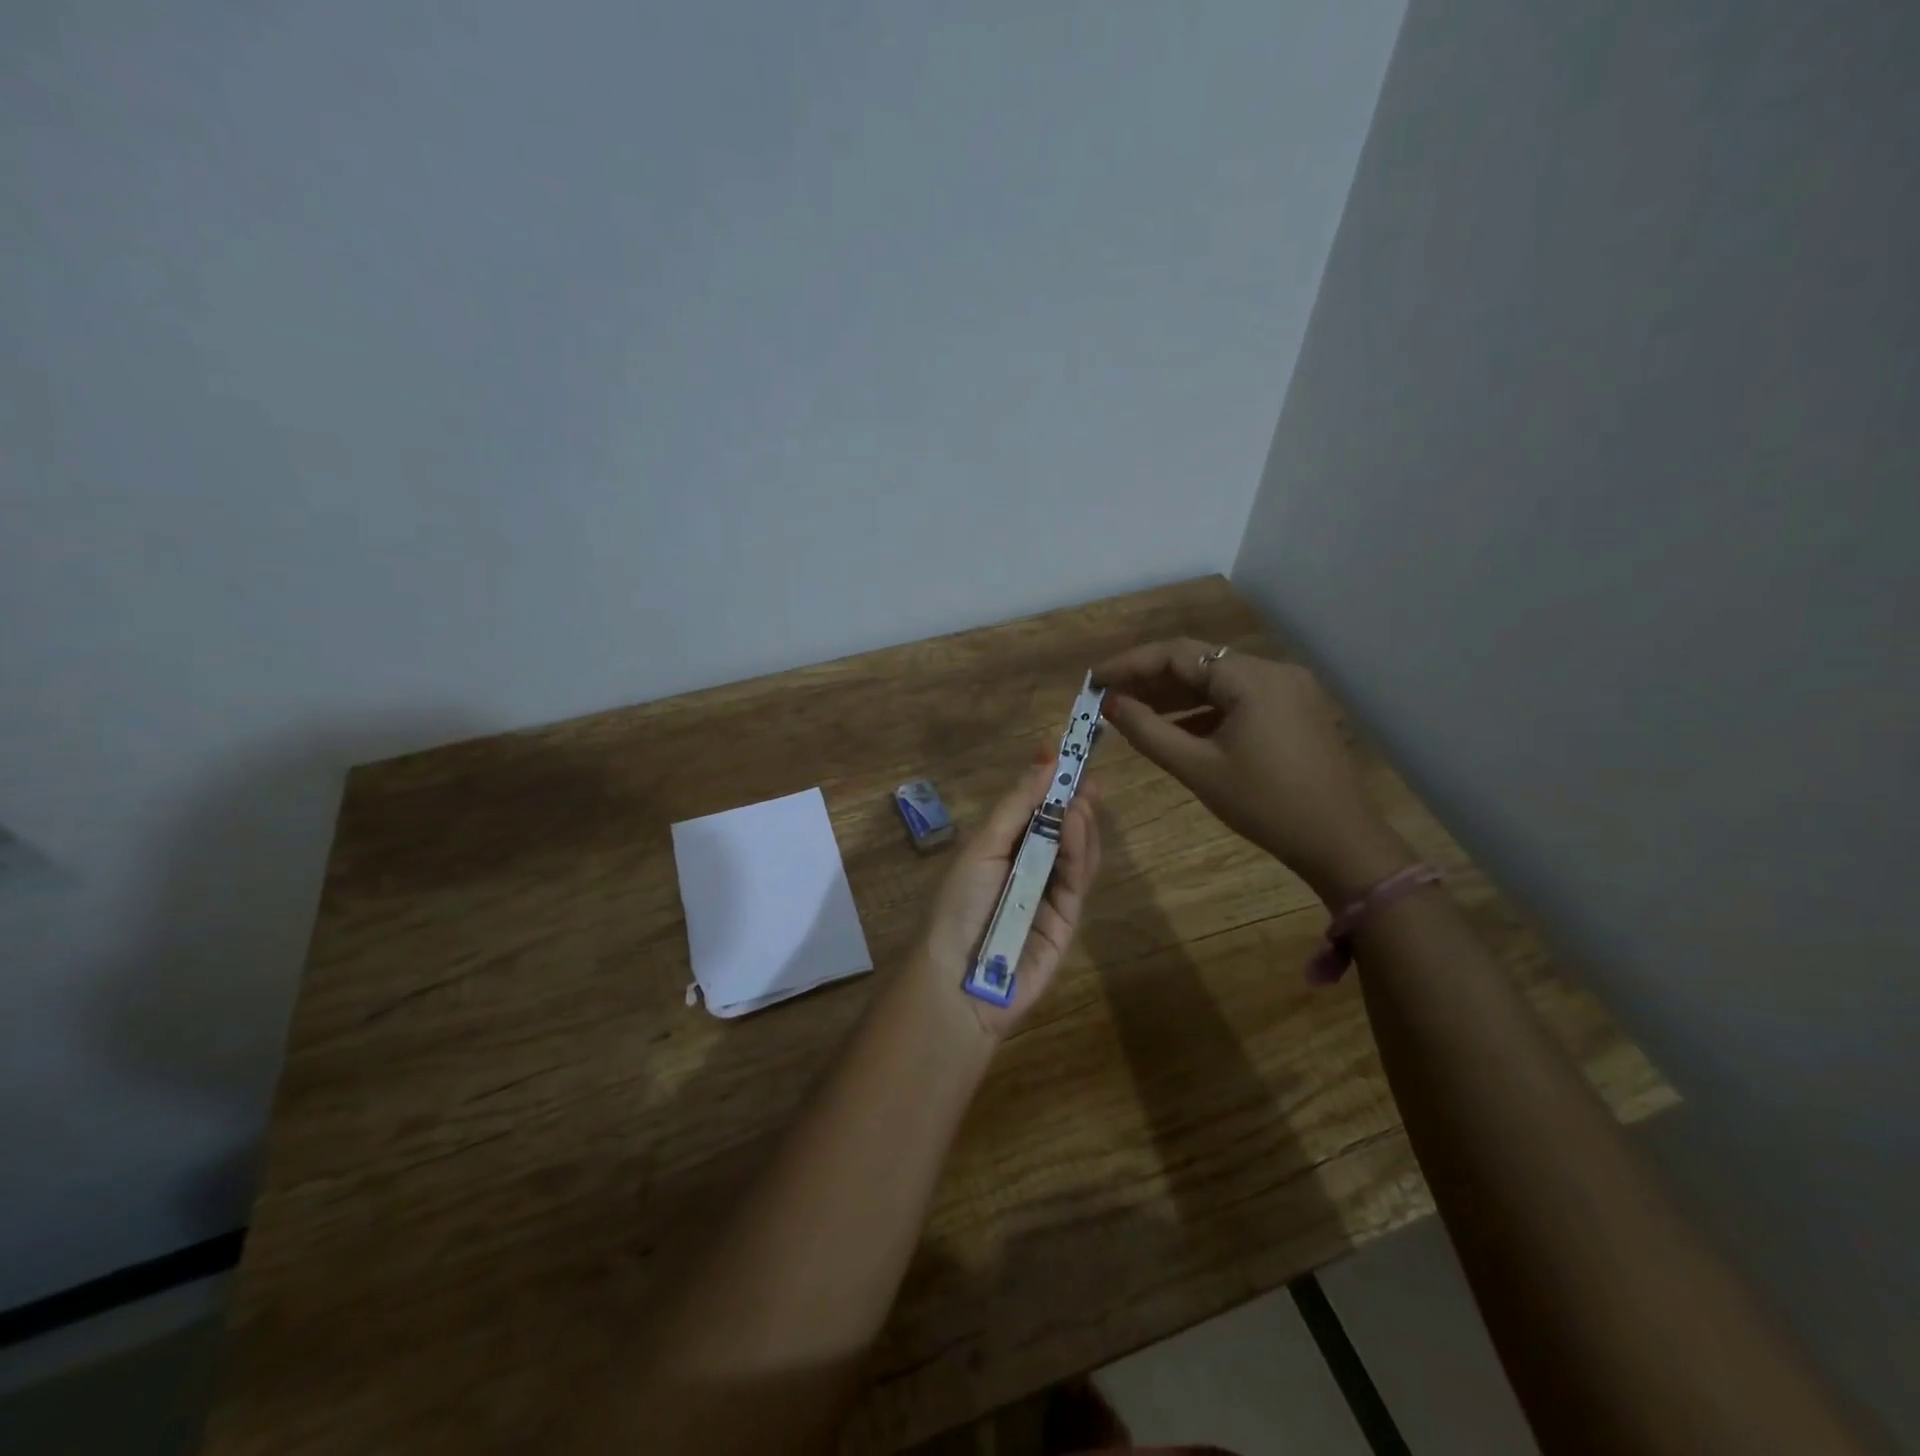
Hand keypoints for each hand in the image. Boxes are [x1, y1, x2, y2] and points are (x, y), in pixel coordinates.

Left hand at [917, 761, 1102, 1040]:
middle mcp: (1028, 869)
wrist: (958, 977)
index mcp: (1002, 850)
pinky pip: (1077, 879)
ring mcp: (1050, 894)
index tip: (1066, 754)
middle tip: (1087, 775)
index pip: (1033, 811)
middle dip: (1074, 801)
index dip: (1049, 784)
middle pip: (1061, 830)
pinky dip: (1079, 849)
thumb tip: (1044, 759)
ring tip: (1082, 797)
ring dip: (1079, 822)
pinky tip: (1075, 824)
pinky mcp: (1068, 919)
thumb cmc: (960, 903)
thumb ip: (1016, 806)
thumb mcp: (982, 846)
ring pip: (1076, 852)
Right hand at [1092, 639, 1410, 904]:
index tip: (1094, 680)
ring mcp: (1288, 690)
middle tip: (1107, 696)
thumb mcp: (1198, 768)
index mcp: (1252, 678)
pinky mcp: (1294, 710)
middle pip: (1199, 663)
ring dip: (1175, 694)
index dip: (1130, 664)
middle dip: (1150, 678)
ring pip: (1218, 681)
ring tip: (1131, 710)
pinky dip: (1203, 709)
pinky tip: (1175, 726)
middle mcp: (1273, 671)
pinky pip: (1238, 699)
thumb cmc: (1265, 805)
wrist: (1340, 842)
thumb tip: (1110, 705)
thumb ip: (1148, 731)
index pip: (1178, 654)